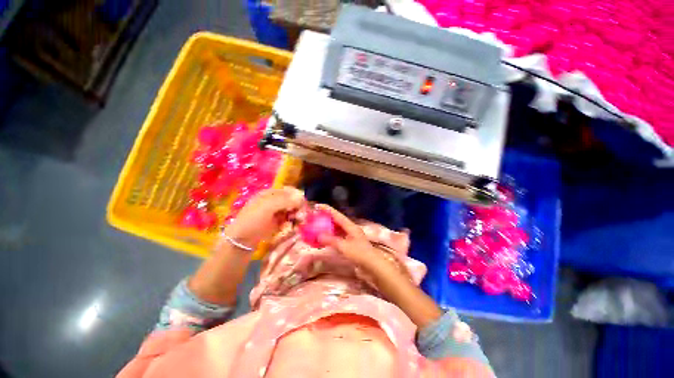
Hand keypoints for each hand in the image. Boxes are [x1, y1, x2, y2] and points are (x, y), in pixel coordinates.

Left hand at [224, 187, 305, 247]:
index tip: (303, 204)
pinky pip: (289, 219)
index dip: (297, 196)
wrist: (242, 241)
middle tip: (301, 215)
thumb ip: (285, 200)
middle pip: (292, 201)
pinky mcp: (278, 223)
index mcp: (270, 194)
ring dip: (297, 215)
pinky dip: (293, 222)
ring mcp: (276, 213)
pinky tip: (295, 225)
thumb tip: (301, 197)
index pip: (288, 191)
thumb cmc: (253, 220)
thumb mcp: (267, 207)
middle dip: (298, 206)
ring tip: (299, 221)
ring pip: (292, 210)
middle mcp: (274, 202)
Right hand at [315, 204, 387, 270]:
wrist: (372, 265)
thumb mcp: (344, 247)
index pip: (337, 215)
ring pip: (338, 227)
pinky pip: (339, 235)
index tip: (317, 206)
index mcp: (350, 226)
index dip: (327, 209)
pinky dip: (331, 235)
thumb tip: (318, 235)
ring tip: (318, 226)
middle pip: (337, 220)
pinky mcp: (351, 242)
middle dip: (327, 217)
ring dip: (328, 226)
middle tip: (316, 217)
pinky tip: (326, 238)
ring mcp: (351, 235)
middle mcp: (351, 228)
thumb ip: (331, 240)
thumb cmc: (359, 254)